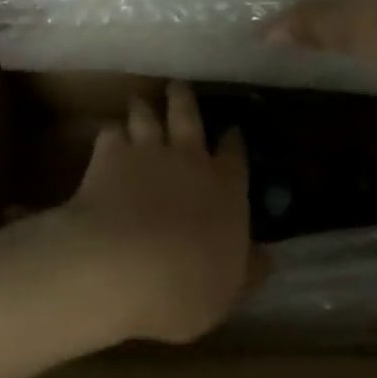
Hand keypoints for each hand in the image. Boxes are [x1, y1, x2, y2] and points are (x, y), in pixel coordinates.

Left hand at [55, 82, 257, 344]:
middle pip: (188, 117)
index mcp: (225, 188)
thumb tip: (268, 258)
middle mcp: (189, 159)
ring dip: (145, 108)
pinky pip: (110, 134)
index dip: (233, 141)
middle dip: (185, 101)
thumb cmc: (185, 286)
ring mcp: (147, 152)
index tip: (232, 130)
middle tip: (179, 86)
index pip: (235, 155)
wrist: (122, 264)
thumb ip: (247, 271)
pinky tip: (108, 138)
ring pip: (147, 117)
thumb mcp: (228, 291)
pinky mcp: (109, 155)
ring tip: (141, 101)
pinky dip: (111, 134)